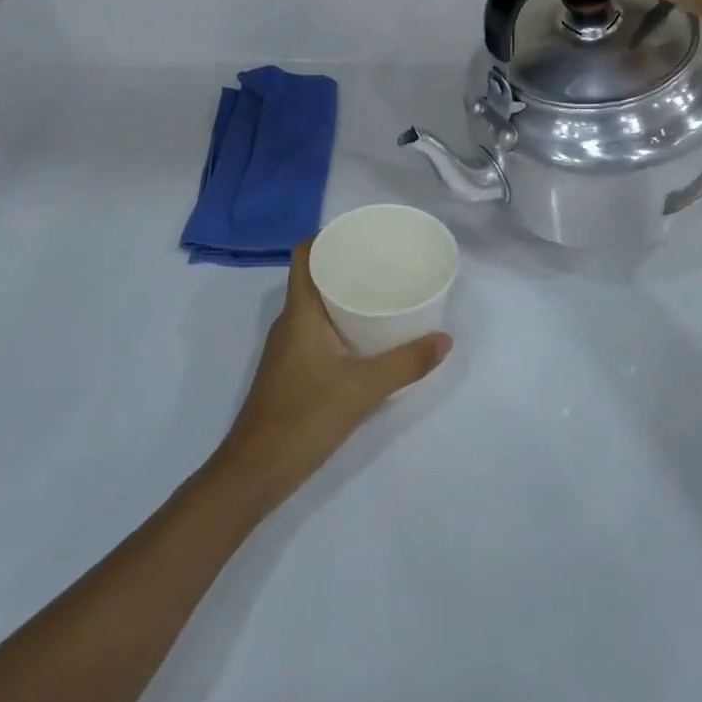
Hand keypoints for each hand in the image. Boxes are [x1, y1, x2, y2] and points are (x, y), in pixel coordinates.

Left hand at [214, 242, 450, 511]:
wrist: (256, 469)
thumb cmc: (305, 416)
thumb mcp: (363, 389)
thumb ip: (406, 364)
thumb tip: (445, 339)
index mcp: (300, 312)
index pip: (303, 255)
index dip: (326, 236)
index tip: (360, 232)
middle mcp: (289, 322)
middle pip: (312, 277)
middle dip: (344, 264)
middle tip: (382, 261)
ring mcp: (286, 348)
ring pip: (314, 306)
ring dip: (341, 294)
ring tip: (380, 292)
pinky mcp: (290, 370)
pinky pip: (314, 330)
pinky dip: (337, 322)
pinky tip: (364, 337)